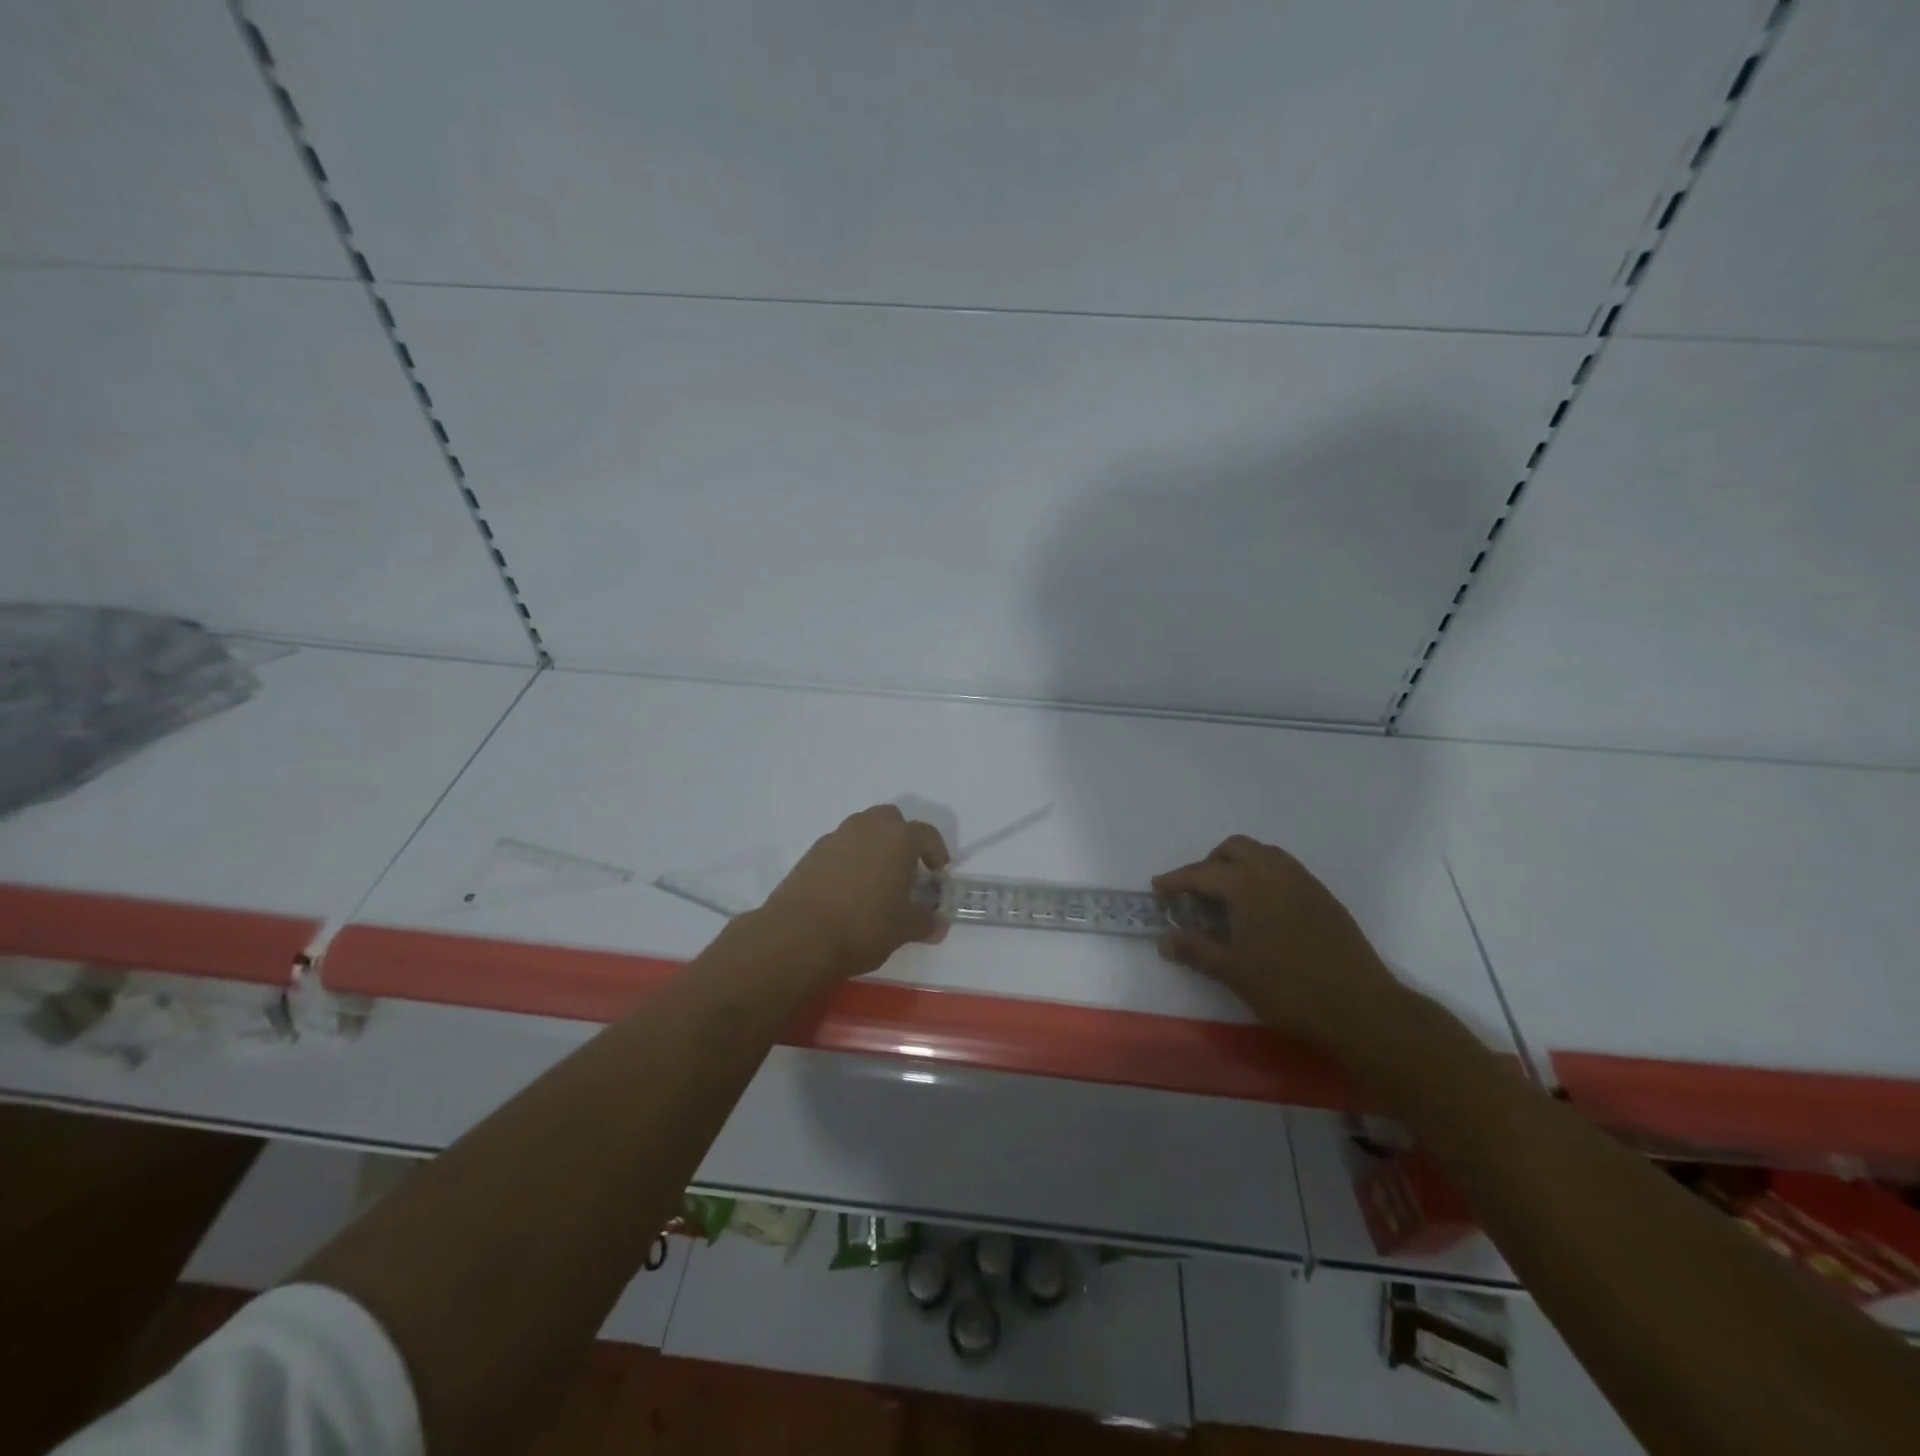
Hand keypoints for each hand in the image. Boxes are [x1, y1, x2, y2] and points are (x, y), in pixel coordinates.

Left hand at [760, 805, 951, 978]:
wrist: (800, 935)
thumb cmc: (864, 926)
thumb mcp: (904, 929)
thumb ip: (925, 922)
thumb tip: (938, 925)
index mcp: (899, 838)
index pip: (926, 834)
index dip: (936, 851)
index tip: (938, 871)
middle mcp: (868, 827)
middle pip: (891, 820)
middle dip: (902, 838)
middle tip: (906, 868)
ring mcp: (836, 836)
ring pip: (863, 829)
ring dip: (874, 846)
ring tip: (876, 879)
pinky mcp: (812, 852)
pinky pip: (840, 846)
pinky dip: (850, 858)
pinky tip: (848, 888)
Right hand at [1154, 835, 1403, 1048]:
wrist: (1361, 1008)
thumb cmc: (1288, 989)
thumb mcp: (1233, 972)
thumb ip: (1196, 950)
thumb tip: (1164, 940)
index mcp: (1248, 886)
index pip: (1202, 872)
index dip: (1177, 880)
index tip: (1158, 888)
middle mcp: (1275, 872)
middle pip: (1235, 848)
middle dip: (1210, 863)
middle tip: (1197, 892)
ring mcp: (1304, 882)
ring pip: (1264, 854)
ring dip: (1240, 865)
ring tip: (1228, 899)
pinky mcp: (1324, 896)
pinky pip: (1285, 870)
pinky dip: (1264, 877)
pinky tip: (1262, 911)